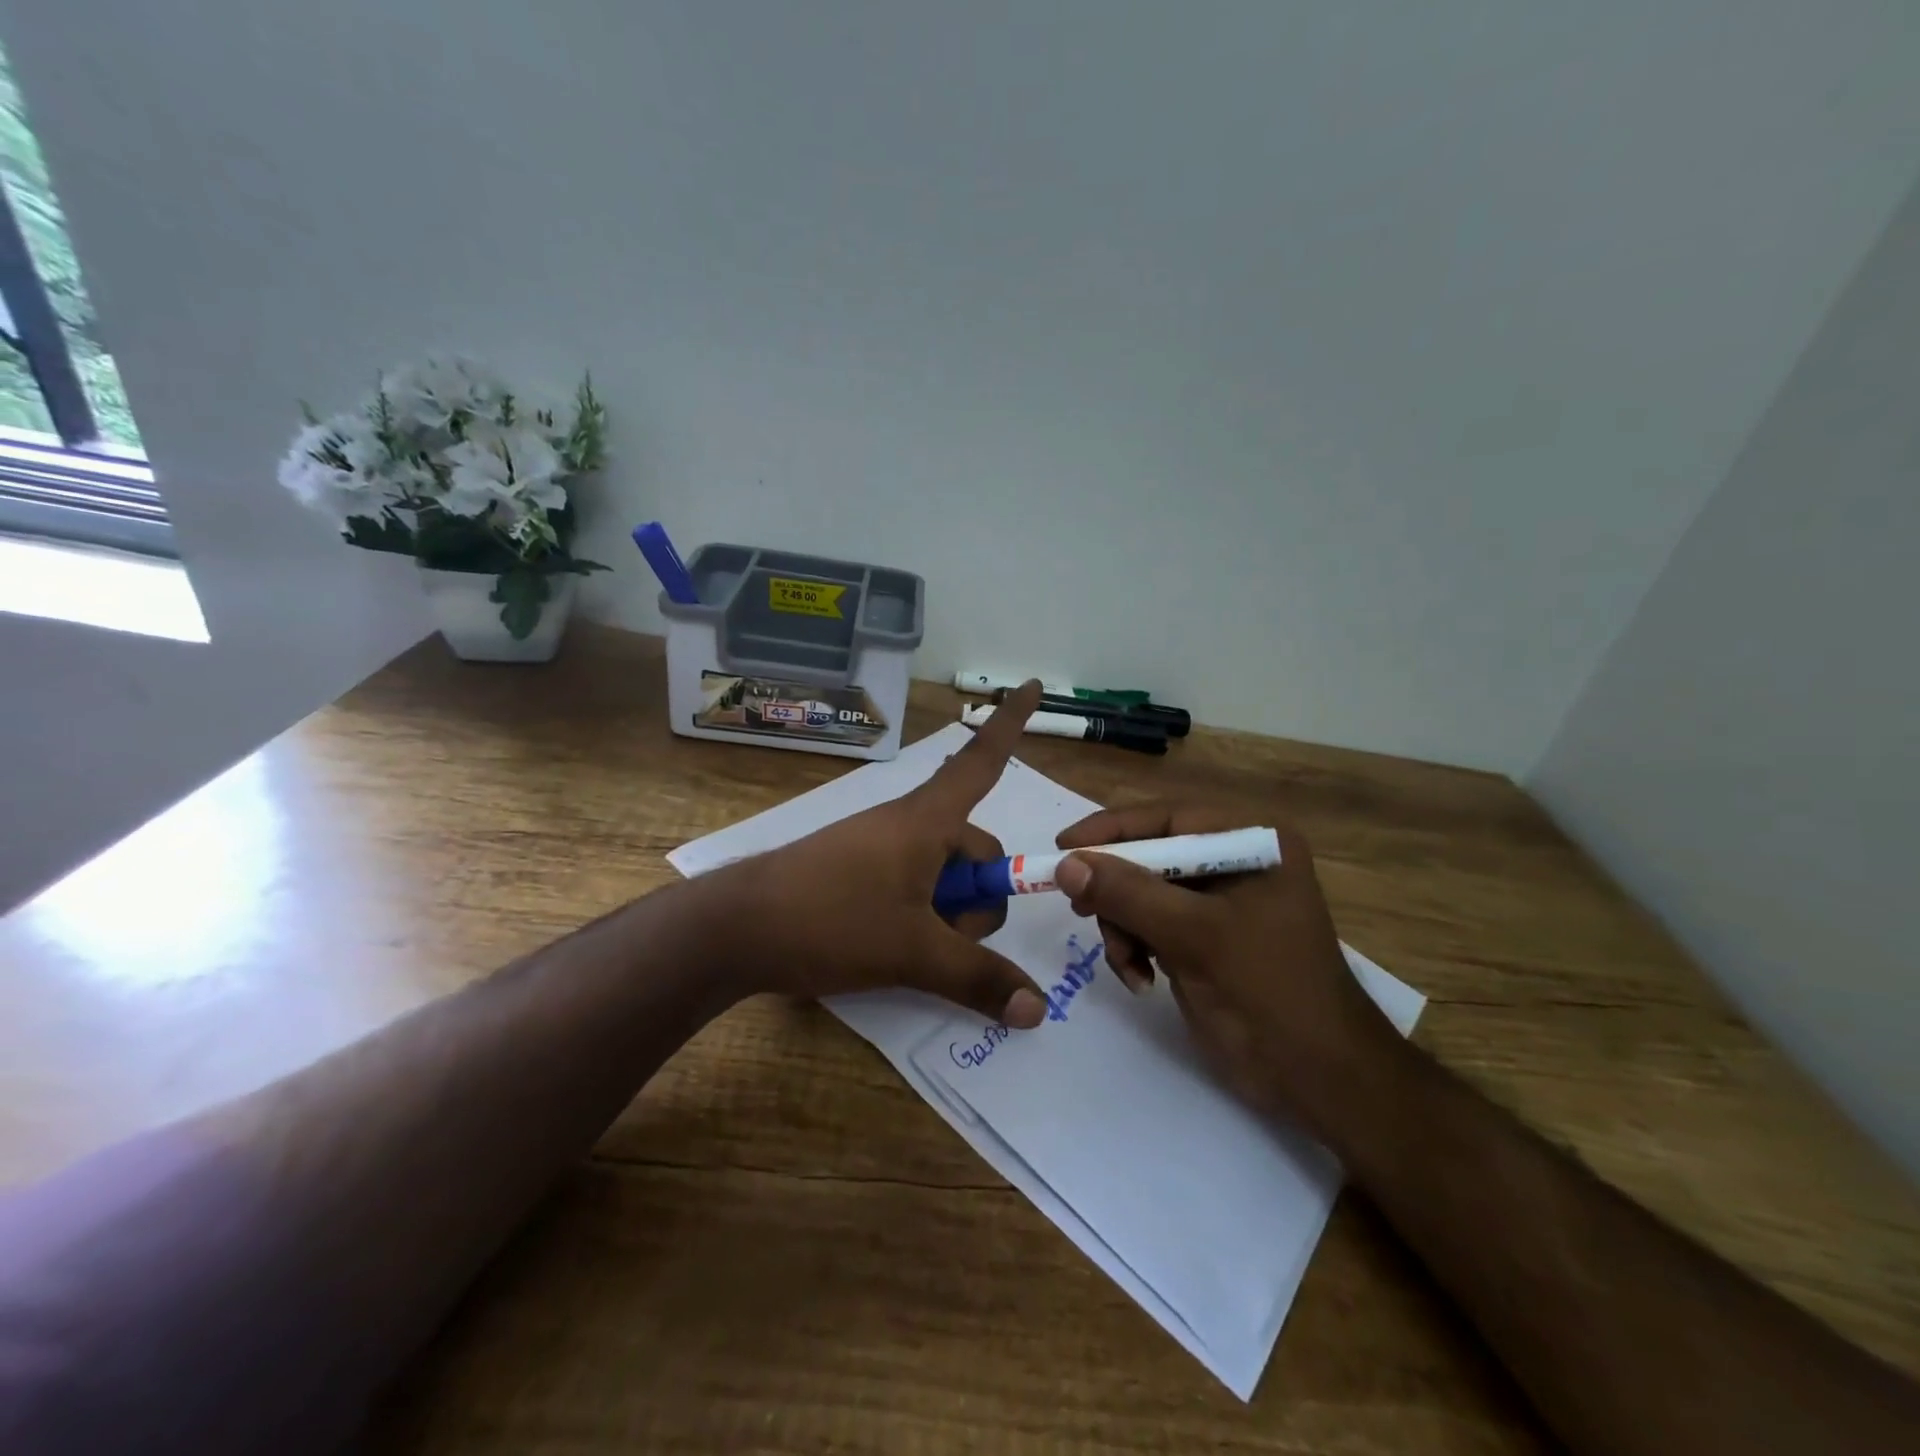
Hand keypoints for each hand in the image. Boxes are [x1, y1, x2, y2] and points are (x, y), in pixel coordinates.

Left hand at [714, 681, 1049, 1028]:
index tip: (1035, 684)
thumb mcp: (913, 953)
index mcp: (928, 821)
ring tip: (909, 951)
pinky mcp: (856, 869)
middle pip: (972, 849)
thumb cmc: (831, 920)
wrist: (735, 928)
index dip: (1011, 723)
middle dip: (976, 901)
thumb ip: (979, 978)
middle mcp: (906, 823)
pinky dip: (919, 913)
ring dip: (945, 914)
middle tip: (944, 942)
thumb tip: (1039, 1008)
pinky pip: (910, 881)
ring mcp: (878, 846)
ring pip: (941, 874)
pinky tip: (893, 946)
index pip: (982, 761)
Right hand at [1051, 803, 1401, 1133]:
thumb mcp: (1195, 936)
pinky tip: (1140, 979)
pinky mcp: (1203, 939)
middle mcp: (1233, 863)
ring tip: (1127, 963)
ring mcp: (1217, 904)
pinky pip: (1148, 926)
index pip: (1166, 820)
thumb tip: (1066, 863)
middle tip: (1082, 911)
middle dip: (1116, 890)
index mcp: (1249, 843)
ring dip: (1122, 928)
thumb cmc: (1268, 992)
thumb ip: (1128, 894)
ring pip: (1140, 894)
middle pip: (1148, 857)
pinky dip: (1134, 948)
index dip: (1110, 830)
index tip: (1062, 847)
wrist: (1320, 1079)